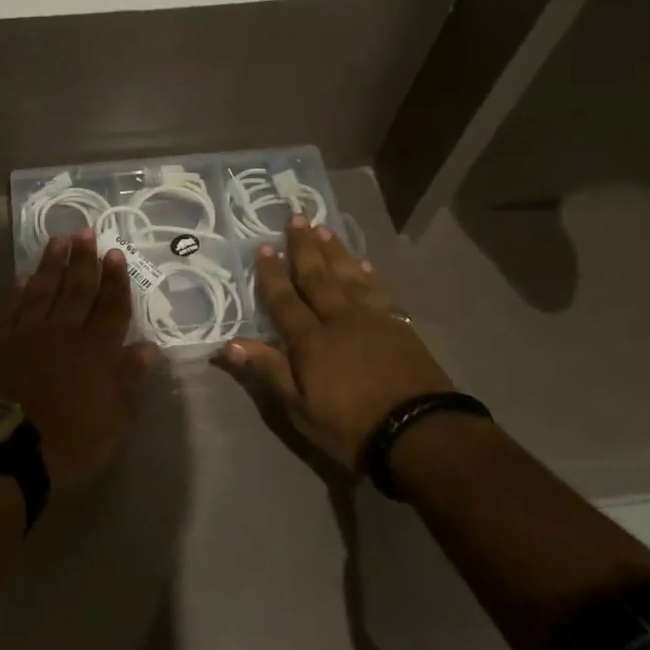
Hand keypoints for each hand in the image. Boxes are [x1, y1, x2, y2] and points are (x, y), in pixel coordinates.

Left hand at [0, 232, 158, 494]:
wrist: (7, 452)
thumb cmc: (70, 442)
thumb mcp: (113, 420)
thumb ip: (129, 379)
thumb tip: (148, 348)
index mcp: (96, 350)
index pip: (110, 307)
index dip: (115, 280)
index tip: (115, 254)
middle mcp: (64, 333)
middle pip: (77, 289)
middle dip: (84, 260)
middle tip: (87, 232)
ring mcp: (28, 335)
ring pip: (44, 290)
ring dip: (53, 264)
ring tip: (59, 240)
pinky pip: (11, 309)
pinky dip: (18, 291)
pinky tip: (23, 276)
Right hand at [217, 219, 452, 472]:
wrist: (420, 431)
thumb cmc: (351, 426)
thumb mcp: (300, 408)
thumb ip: (268, 371)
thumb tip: (230, 344)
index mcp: (310, 340)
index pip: (285, 300)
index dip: (272, 274)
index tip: (263, 247)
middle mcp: (339, 319)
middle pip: (317, 276)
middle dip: (304, 247)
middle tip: (296, 218)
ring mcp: (372, 319)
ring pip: (348, 276)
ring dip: (334, 251)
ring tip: (324, 229)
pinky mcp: (398, 326)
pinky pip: (377, 290)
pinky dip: (367, 274)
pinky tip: (363, 264)